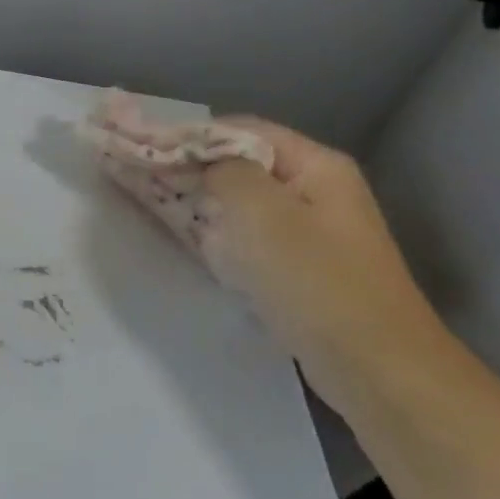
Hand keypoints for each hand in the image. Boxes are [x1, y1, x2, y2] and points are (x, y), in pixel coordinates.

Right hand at [93, 115, 440, 401]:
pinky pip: (237, 234)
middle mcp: (310, 190)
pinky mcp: (290, 267)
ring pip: (231, 201)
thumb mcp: (260, 211)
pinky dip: (204, 227)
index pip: (237, 130)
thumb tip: (199, 161)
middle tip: (126, 164)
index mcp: (313, 166)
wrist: (373, 368)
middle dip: (180, 163)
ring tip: (135, 190)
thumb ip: (222, 170)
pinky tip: (173, 228)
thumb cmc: (314, 280)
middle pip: (233, 164)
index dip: (185, 133)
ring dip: (186, 194)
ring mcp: (302, 231)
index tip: (136, 142)